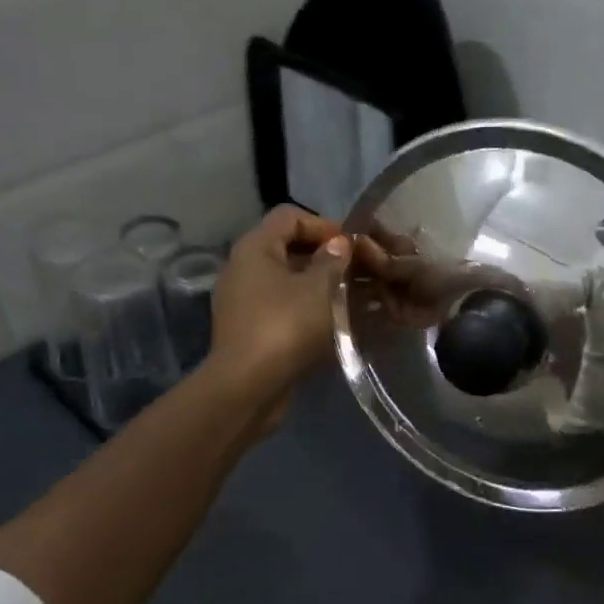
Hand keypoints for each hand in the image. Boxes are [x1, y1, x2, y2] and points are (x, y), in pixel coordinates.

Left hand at [208, 206, 350, 417]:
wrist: (248, 387)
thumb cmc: (285, 326)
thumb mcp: (320, 288)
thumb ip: (334, 260)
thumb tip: (340, 244)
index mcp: (255, 248)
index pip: (290, 216)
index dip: (325, 225)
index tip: (353, 247)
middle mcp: (243, 269)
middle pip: (289, 249)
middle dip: (327, 259)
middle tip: (359, 273)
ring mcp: (244, 301)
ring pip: (289, 282)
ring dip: (321, 287)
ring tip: (355, 300)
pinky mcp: (251, 330)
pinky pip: (284, 309)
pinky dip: (309, 311)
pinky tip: (336, 325)